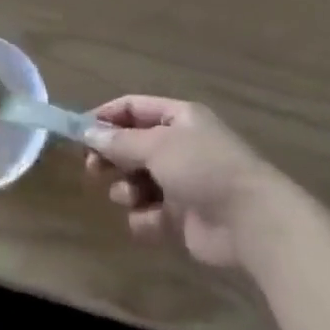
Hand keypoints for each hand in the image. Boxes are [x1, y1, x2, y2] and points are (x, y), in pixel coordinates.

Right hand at [83, 96, 289, 268]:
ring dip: (128, 190)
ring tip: (132, 197)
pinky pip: (149, 215)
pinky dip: (146, 219)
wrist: (250, 221)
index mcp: (178, 118)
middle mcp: (179, 146)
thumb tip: (87, 132)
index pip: (133, 108)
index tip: (78, 133)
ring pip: (136, 182)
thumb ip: (120, 141)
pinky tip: (153, 222)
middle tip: (93, 169)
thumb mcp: (157, 146)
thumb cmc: (203, 168)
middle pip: (132, 146)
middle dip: (112, 158)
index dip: (105, 117)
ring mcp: (181, 183)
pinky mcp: (182, 218)